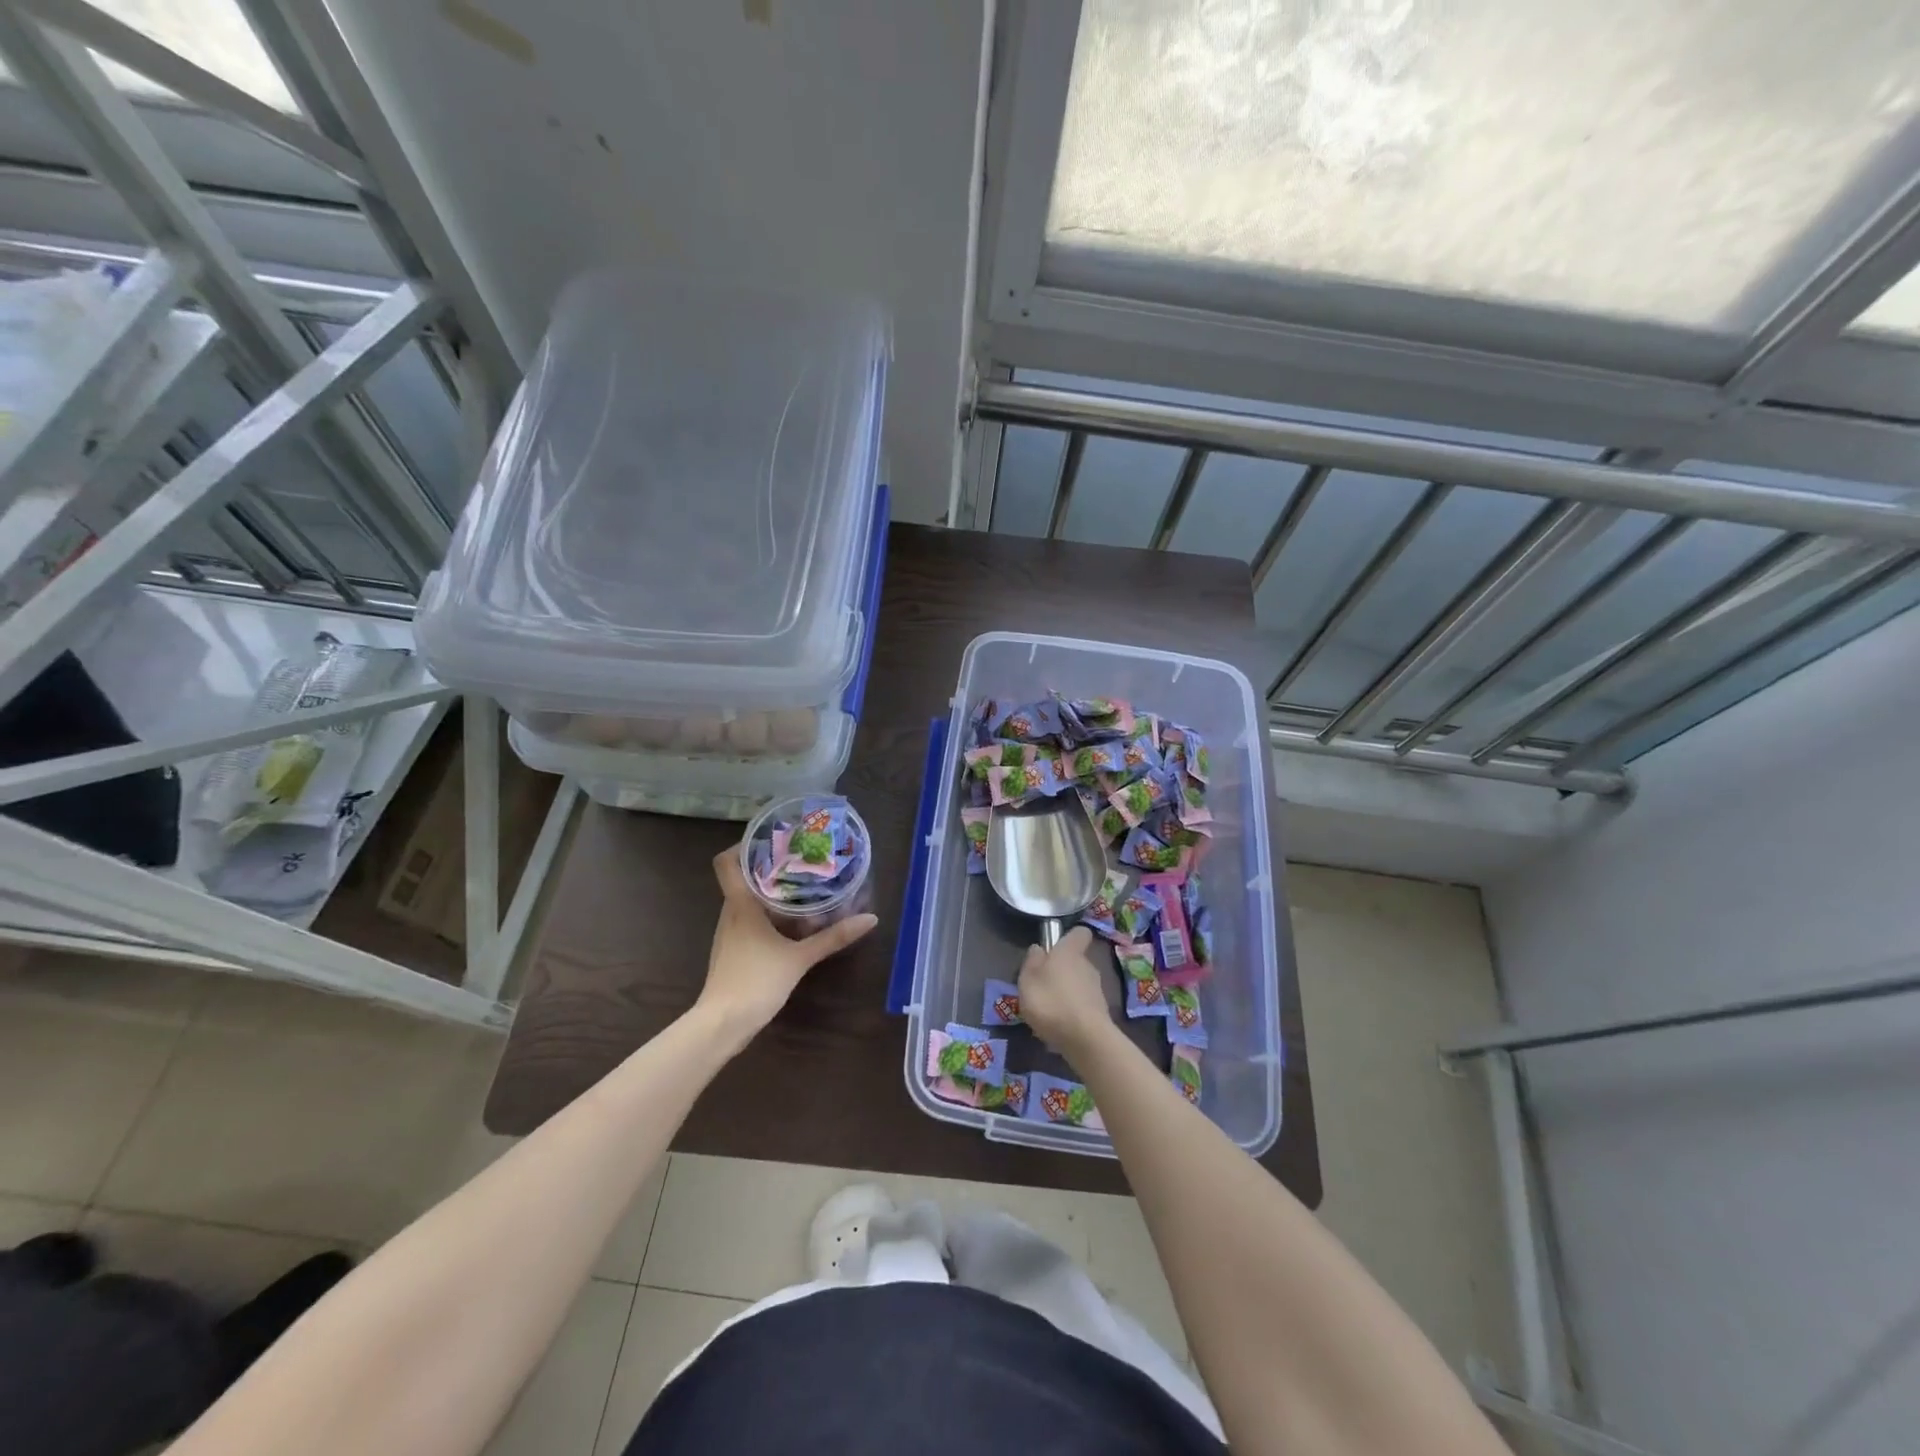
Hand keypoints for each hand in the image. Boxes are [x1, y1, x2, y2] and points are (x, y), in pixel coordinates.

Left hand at [695, 846, 877, 1049]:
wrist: (722, 1024)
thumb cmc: (756, 981)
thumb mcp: (800, 958)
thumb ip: (833, 937)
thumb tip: (870, 918)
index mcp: (740, 904)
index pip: (726, 862)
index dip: (743, 846)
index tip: (771, 840)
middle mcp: (730, 913)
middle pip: (741, 878)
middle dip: (767, 867)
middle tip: (799, 859)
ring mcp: (728, 933)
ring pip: (745, 900)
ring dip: (768, 891)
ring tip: (799, 885)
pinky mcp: (732, 951)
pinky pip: (747, 920)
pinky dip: (766, 914)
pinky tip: (788, 922)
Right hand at [1016, 926, 1115, 1058]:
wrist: (1085, 1039)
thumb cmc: (1051, 1002)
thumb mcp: (1028, 979)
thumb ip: (1032, 961)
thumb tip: (1038, 948)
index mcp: (1070, 952)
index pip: (1079, 933)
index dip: (1069, 937)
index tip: (1056, 946)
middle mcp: (1088, 965)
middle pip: (1076, 960)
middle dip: (1062, 969)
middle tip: (1043, 984)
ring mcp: (1097, 990)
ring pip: (1079, 983)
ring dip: (1066, 991)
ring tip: (1048, 1009)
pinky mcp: (1100, 1012)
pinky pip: (1082, 1005)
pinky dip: (1072, 1011)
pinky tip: (1059, 1026)